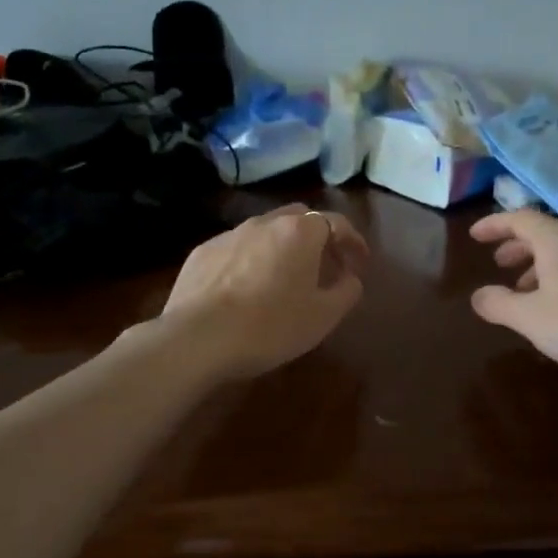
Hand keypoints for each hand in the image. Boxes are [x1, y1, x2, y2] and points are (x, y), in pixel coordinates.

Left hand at [160, 204, 370, 380]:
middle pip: (300, 218)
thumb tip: (350, 278)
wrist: (196, 339)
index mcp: (299, 232)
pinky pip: (237, 248)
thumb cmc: (270, 326)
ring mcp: (229, 235)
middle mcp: (264, 223)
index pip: (336, 222)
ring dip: (282, 247)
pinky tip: (248, 287)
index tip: (360, 260)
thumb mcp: (323, 317)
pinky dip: (252, 259)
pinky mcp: (201, 252)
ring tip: (286, 276)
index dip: (353, 240)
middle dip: (317, 236)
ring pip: (266, 231)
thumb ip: (346, 292)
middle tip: (326, 264)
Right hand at [468, 209, 557, 382]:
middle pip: (545, 233)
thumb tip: (478, 295)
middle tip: (500, 263)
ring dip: (542, 265)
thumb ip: (499, 304)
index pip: (520, 219)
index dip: (494, 225)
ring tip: (528, 292)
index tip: (475, 236)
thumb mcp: (531, 319)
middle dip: (518, 246)